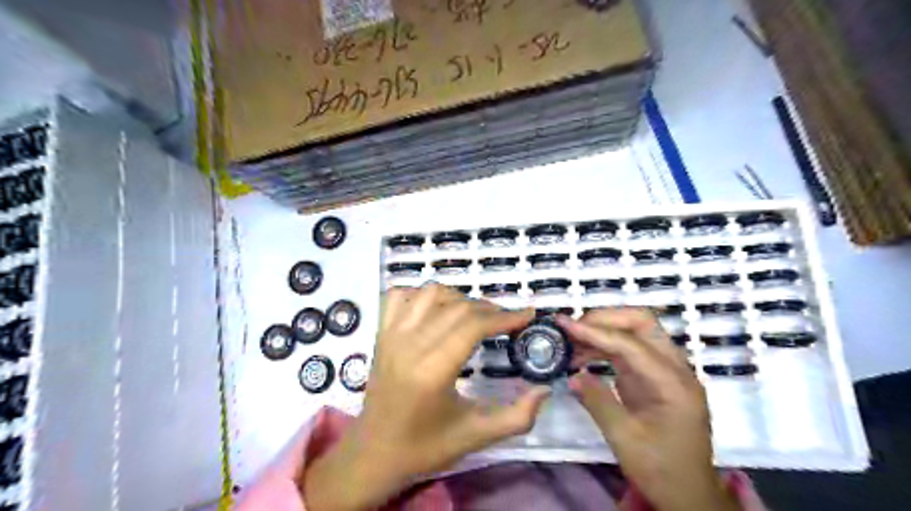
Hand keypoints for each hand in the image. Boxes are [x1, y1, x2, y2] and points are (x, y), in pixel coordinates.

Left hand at [302, 283, 550, 509]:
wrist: (374, 452)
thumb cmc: (425, 447)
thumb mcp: (476, 437)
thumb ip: (517, 417)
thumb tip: (545, 389)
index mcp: (432, 371)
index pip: (473, 326)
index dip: (505, 317)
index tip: (528, 314)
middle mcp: (409, 345)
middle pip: (457, 307)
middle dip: (489, 308)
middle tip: (507, 319)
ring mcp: (391, 335)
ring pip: (430, 293)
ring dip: (459, 297)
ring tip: (475, 314)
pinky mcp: (380, 333)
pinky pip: (400, 295)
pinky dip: (422, 294)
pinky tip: (436, 308)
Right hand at [555, 310, 738, 509]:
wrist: (690, 495)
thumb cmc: (662, 470)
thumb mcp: (625, 439)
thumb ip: (597, 401)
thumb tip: (572, 375)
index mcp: (674, 384)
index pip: (631, 344)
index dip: (595, 332)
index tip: (564, 325)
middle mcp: (676, 369)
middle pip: (642, 323)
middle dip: (604, 318)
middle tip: (572, 328)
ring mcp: (667, 371)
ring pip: (636, 331)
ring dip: (603, 330)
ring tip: (571, 341)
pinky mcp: (656, 377)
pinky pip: (630, 349)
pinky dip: (606, 347)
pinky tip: (583, 356)